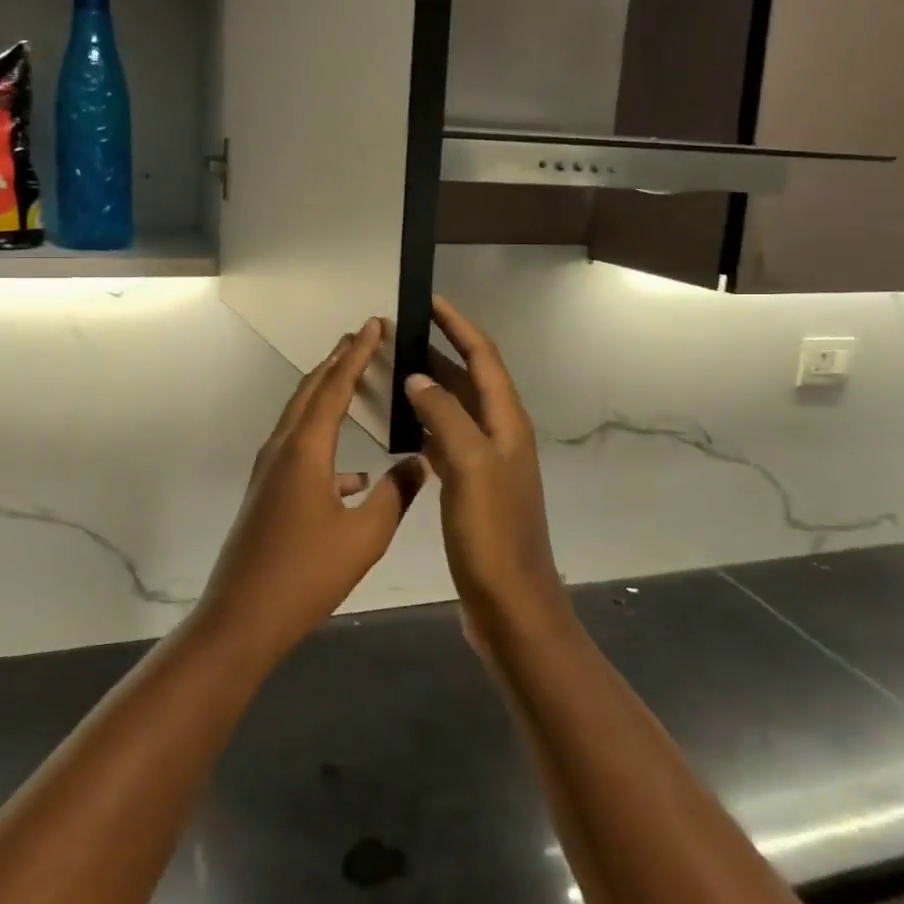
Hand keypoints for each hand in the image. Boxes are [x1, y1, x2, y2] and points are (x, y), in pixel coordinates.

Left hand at [199, 319, 429, 660]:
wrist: (242, 618)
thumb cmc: (306, 574)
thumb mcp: (364, 536)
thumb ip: (395, 495)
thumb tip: (420, 463)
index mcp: (305, 449)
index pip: (335, 386)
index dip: (356, 353)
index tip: (372, 325)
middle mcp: (282, 448)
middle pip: (310, 391)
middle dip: (336, 362)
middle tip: (361, 337)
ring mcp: (269, 471)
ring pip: (301, 417)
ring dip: (326, 395)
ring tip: (354, 383)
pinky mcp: (267, 492)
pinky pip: (298, 450)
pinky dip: (324, 443)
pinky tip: (353, 475)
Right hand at [403, 297, 561, 620]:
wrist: (511, 602)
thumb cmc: (493, 532)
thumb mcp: (469, 466)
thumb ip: (444, 415)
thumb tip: (416, 376)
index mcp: (507, 422)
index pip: (482, 357)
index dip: (458, 325)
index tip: (429, 300)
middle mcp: (499, 433)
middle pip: (468, 378)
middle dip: (437, 350)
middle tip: (398, 334)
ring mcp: (486, 460)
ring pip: (454, 408)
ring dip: (428, 385)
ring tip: (392, 369)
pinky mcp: (471, 485)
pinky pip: (445, 438)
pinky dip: (424, 422)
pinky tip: (400, 423)